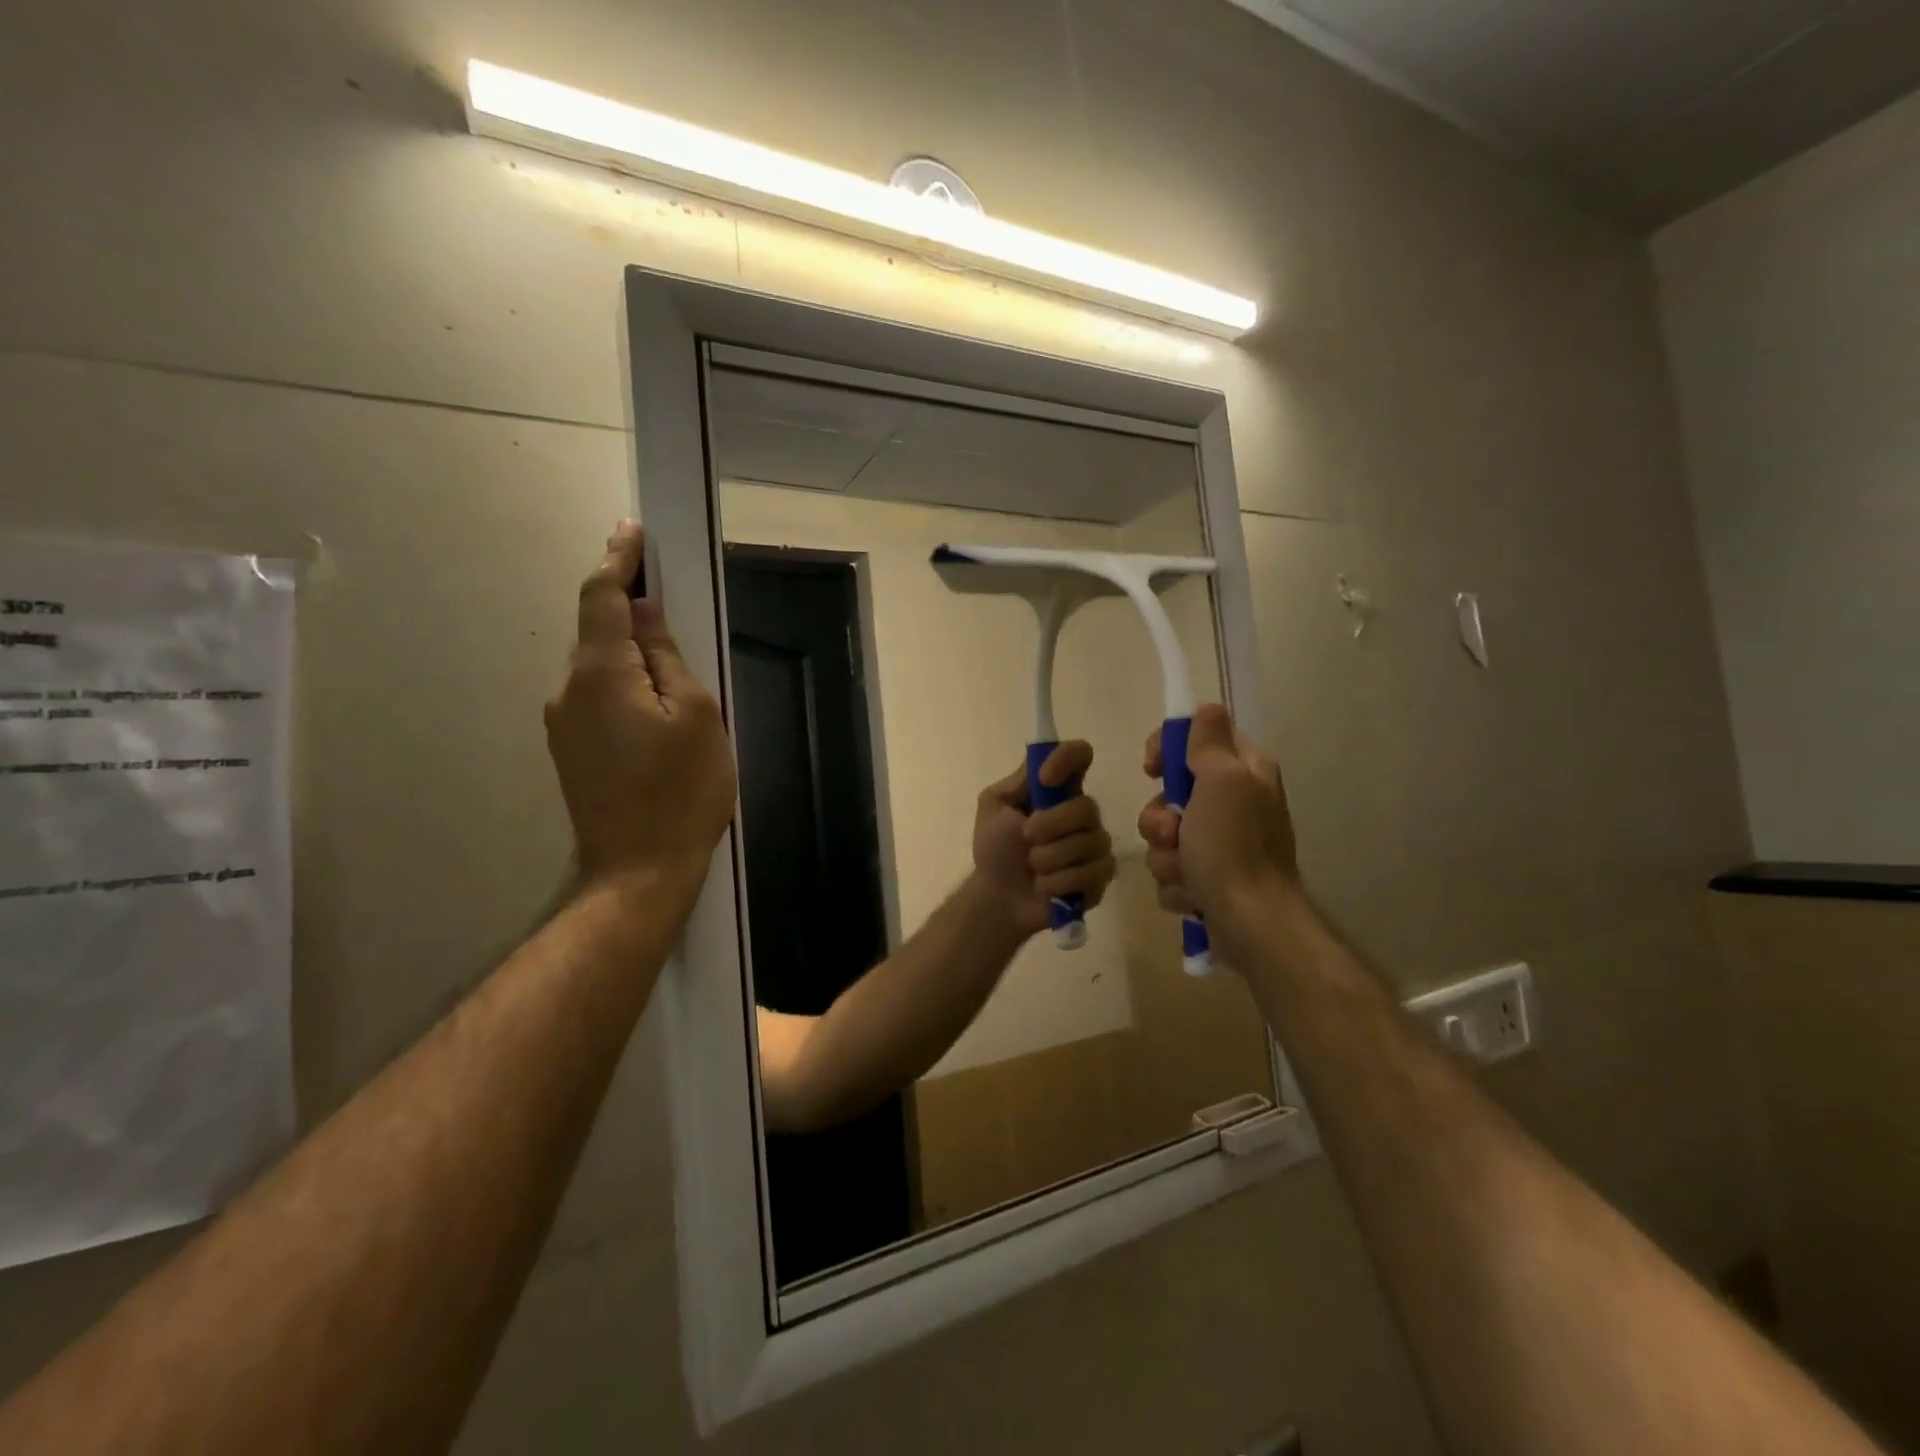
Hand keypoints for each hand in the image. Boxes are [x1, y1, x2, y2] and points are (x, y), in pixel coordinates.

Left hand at [545, 522, 736, 897]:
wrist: (638, 872)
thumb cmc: (681, 791)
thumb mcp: (696, 716)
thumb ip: (666, 658)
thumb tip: (645, 614)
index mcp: (600, 675)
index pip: (602, 598)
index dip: (618, 560)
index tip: (632, 530)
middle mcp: (568, 691)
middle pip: (598, 632)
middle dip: (629, 608)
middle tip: (671, 598)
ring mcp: (563, 724)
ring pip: (599, 667)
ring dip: (630, 652)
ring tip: (675, 668)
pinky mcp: (570, 750)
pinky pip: (597, 696)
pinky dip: (623, 683)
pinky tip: (655, 705)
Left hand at [972, 741, 1116, 937]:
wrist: (997, 896)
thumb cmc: (995, 848)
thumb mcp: (994, 807)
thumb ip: (1018, 782)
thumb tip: (1041, 762)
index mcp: (1059, 789)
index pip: (1080, 755)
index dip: (1067, 759)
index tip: (1045, 779)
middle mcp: (1083, 813)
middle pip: (1087, 807)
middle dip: (1051, 825)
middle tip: (1026, 837)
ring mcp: (1096, 845)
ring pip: (1089, 843)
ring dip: (1050, 858)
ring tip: (1032, 868)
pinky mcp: (1101, 877)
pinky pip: (1093, 873)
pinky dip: (1059, 882)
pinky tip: (1045, 887)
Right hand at [1138, 703, 1299, 947]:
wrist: (1251, 923)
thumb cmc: (1234, 847)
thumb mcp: (1222, 781)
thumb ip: (1209, 743)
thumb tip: (1208, 708)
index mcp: (1243, 773)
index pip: (1196, 740)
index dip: (1168, 750)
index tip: (1153, 769)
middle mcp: (1234, 805)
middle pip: (1170, 795)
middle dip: (1159, 820)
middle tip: (1173, 833)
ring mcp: (1220, 845)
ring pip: (1164, 837)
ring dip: (1166, 857)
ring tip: (1187, 874)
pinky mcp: (1208, 880)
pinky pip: (1171, 871)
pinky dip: (1177, 884)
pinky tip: (1194, 896)